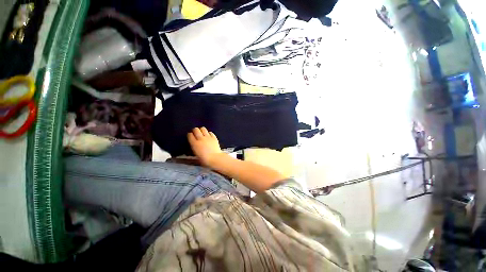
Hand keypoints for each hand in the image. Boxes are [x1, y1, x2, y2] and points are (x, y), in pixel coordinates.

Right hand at [187, 127, 223, 166]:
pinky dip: (209, 133)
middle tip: (196, 133)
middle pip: (196, 129)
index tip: (190, 136)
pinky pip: (210, 132)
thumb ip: (194, 148)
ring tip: (202, 133)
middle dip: (195, 130)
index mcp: (194, 144)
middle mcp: (200, 138)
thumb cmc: (204, 160)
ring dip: (202, 130)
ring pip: (203, 129)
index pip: (190, 135)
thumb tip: (193, 145)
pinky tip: (209, 136)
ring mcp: (208, 137)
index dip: (190, 135)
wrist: (215, 158)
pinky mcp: (214, 137)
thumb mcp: (196, 154)